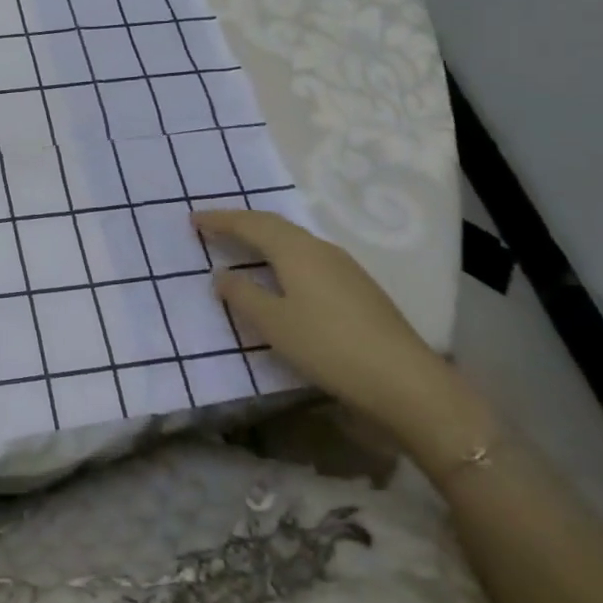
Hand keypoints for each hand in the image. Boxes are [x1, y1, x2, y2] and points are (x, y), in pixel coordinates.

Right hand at [195, 210, 454, 434]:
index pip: (250, 224)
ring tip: (243, 246)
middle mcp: (319, 248)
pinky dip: (284, 255)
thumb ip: (243, 296)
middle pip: (274, 225)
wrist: (409, 384)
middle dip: (241, 223)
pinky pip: (309, 256)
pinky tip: (283, 274)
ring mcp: (344, 267)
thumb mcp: (274, 325)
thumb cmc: (330, 347)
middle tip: (213, 226)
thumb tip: (222, 274)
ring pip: (294, 240)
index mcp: (295, 250)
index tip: (193, 219)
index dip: (220, 220)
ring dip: (265, 238)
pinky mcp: (359, 288)